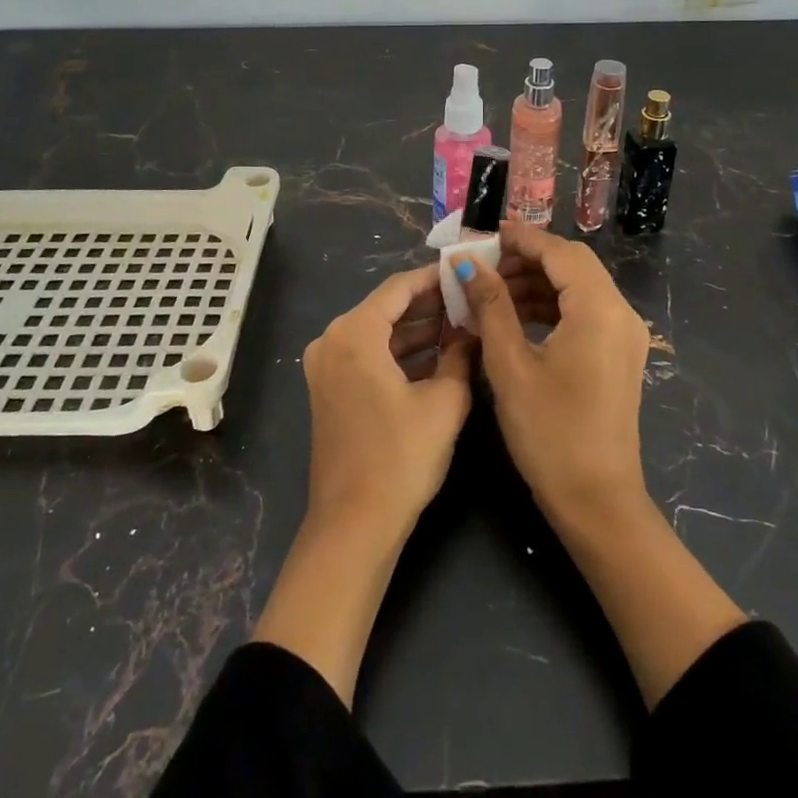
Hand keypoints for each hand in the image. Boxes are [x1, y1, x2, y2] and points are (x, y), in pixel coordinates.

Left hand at [302, 263, 475, 538]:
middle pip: (386, 307)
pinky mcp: (329, 388)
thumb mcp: (444, 402)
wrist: (355, 525)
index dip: (435, 278)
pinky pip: (368, 354)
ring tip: (461, 324)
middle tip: (470, 298)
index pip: (399, 287)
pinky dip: (399, 352)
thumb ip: (460, 354)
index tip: (467, 272)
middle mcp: (331, 339)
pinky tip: (436, 354)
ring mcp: (326, 365)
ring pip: (378, 331)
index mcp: (354, 332)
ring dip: (416, 329)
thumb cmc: (401, 458)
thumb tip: (472, 328)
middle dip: (429, 304)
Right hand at [460, 227, 745, 708]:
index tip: (484, 233)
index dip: (521, 238)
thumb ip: (490, 306)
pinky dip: (552, 304)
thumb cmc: (550, 433)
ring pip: (579, 287)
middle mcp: (620, 313)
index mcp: (599, 309)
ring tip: (493, 290)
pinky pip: (584, 311)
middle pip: (573, 264)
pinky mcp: (619, 354)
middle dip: (528, 258)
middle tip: (484, 264)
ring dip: (538, 281)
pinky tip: (517, 316)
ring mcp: (624, 335)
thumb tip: (467, 264)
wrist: (597, 503)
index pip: (559, 252)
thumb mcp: (510, 365)